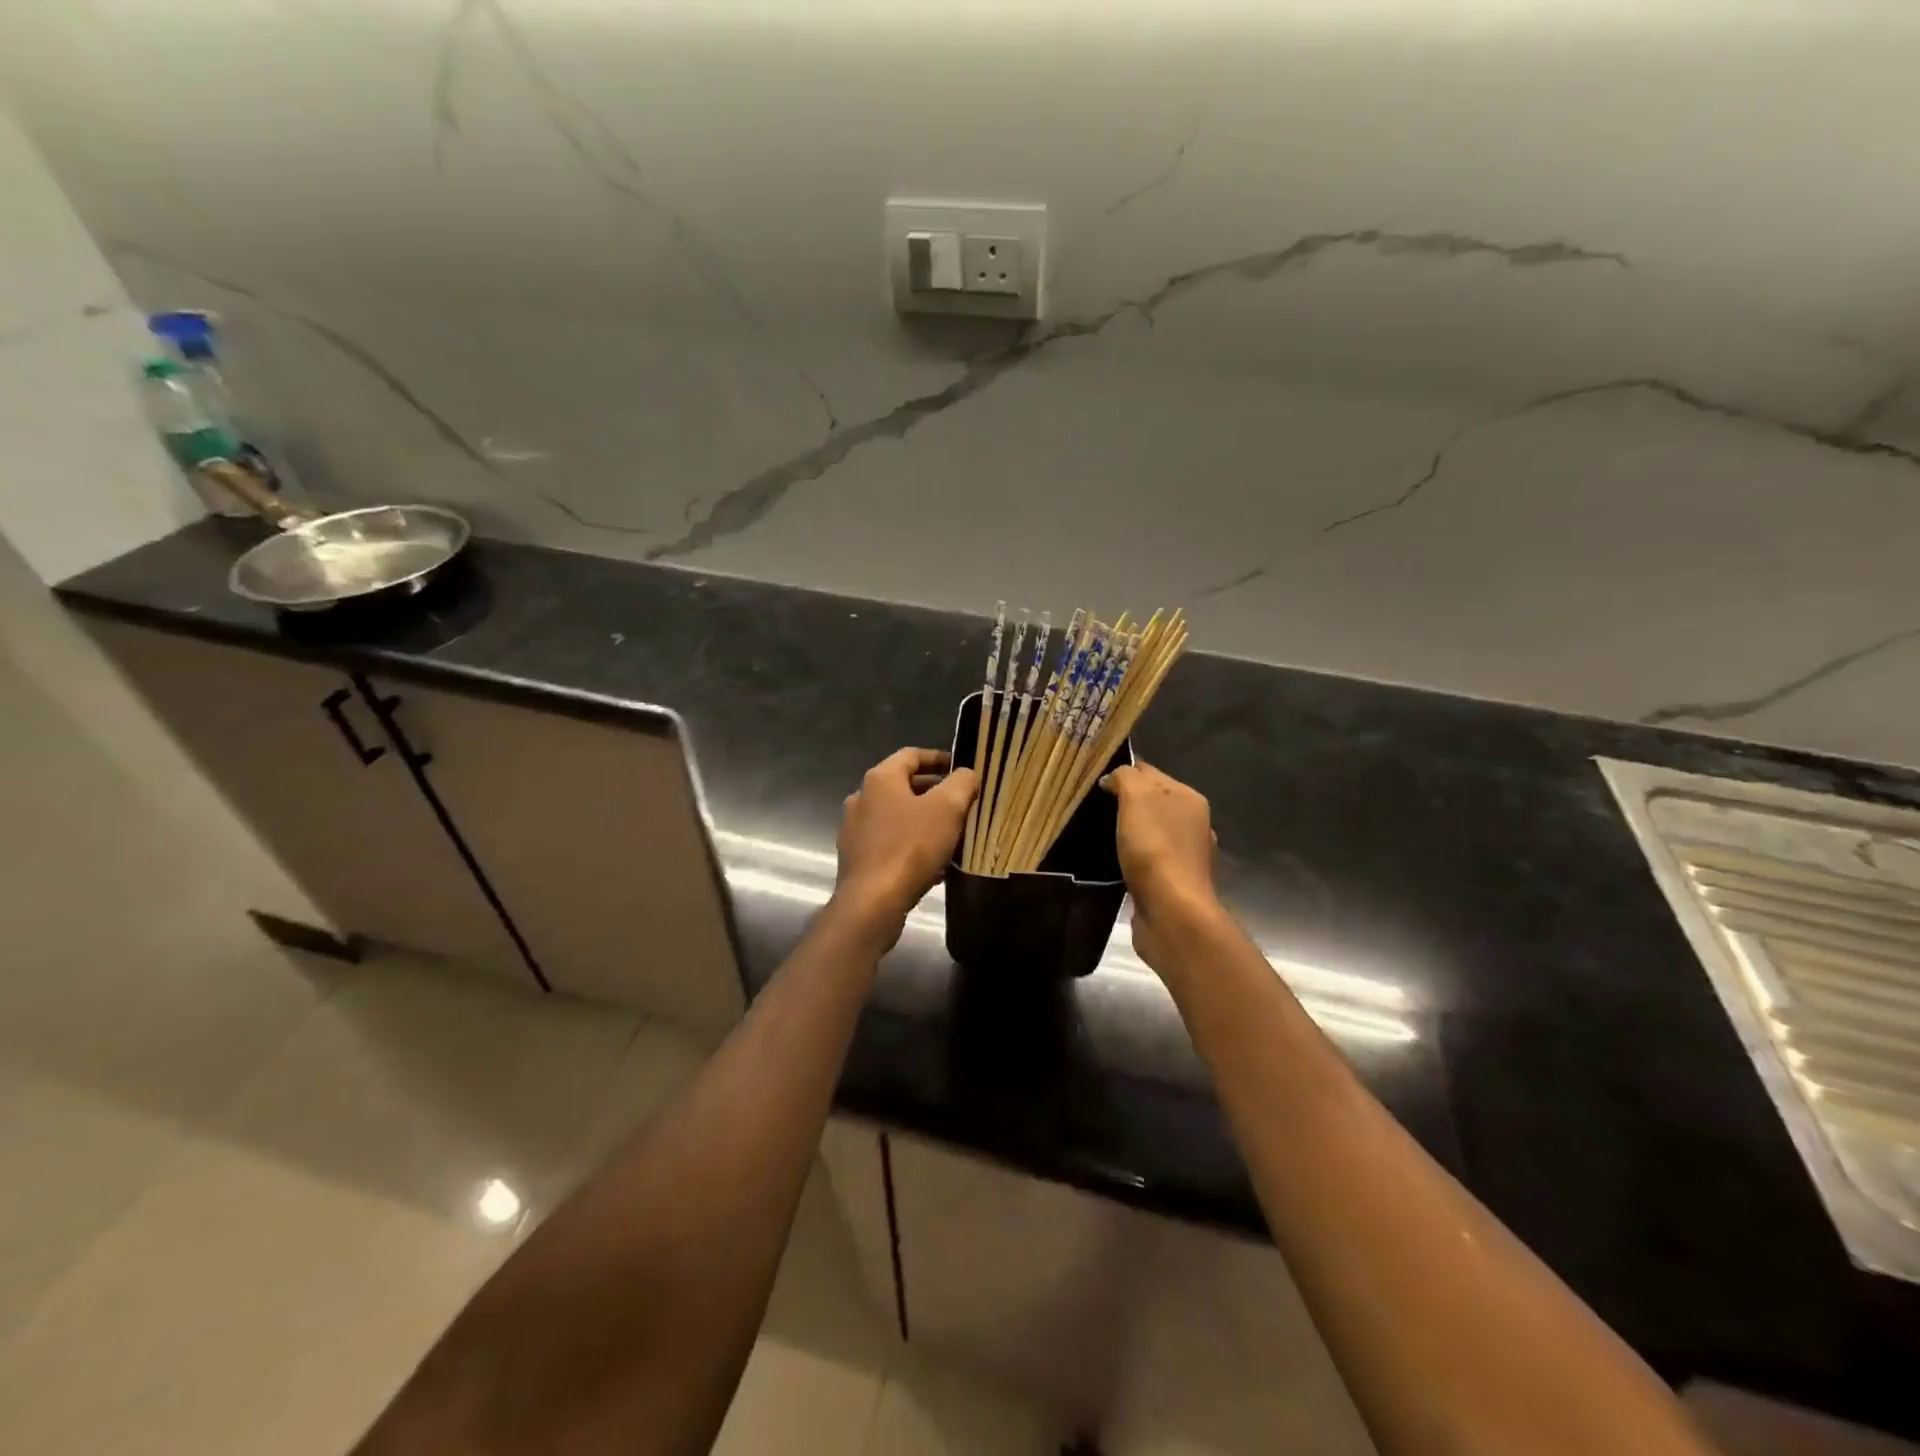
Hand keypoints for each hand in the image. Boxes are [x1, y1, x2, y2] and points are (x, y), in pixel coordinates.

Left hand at [834, 748, 978, 935]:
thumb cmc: (911, 847)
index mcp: (880, 779)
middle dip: (935, 792)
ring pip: (896, 816)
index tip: (962, 769)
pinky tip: (933, 863)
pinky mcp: (857, 858)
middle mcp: (861, 798)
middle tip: (962, 803)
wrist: (872, 902)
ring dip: (923, 820)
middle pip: (903, 786)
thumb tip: (967, 774)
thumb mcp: (948, 808)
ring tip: (951, 834)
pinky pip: (889, 842)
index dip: (939, 758)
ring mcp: (855, 829)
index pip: (911, 755)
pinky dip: (911, 844)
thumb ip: (962, 783)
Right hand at [1102, 761, 1220, 976]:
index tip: (1094, 782)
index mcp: (1189, 798)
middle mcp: (1193, 823)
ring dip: (1130, 832)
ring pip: (1151, 831)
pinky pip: (1148, 859)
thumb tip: (1113, 778)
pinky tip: (1115, 863)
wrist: (1172, 912)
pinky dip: (1133, 858)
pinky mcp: (1174, 883)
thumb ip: (1126, 778)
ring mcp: (1186, 855)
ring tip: (1100, 836)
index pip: (1150, 771)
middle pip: (1152, 802)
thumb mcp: (1136, 798)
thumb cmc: (1154, 848)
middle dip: (1126, 802)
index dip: (1123, 772)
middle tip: (1092, 808)